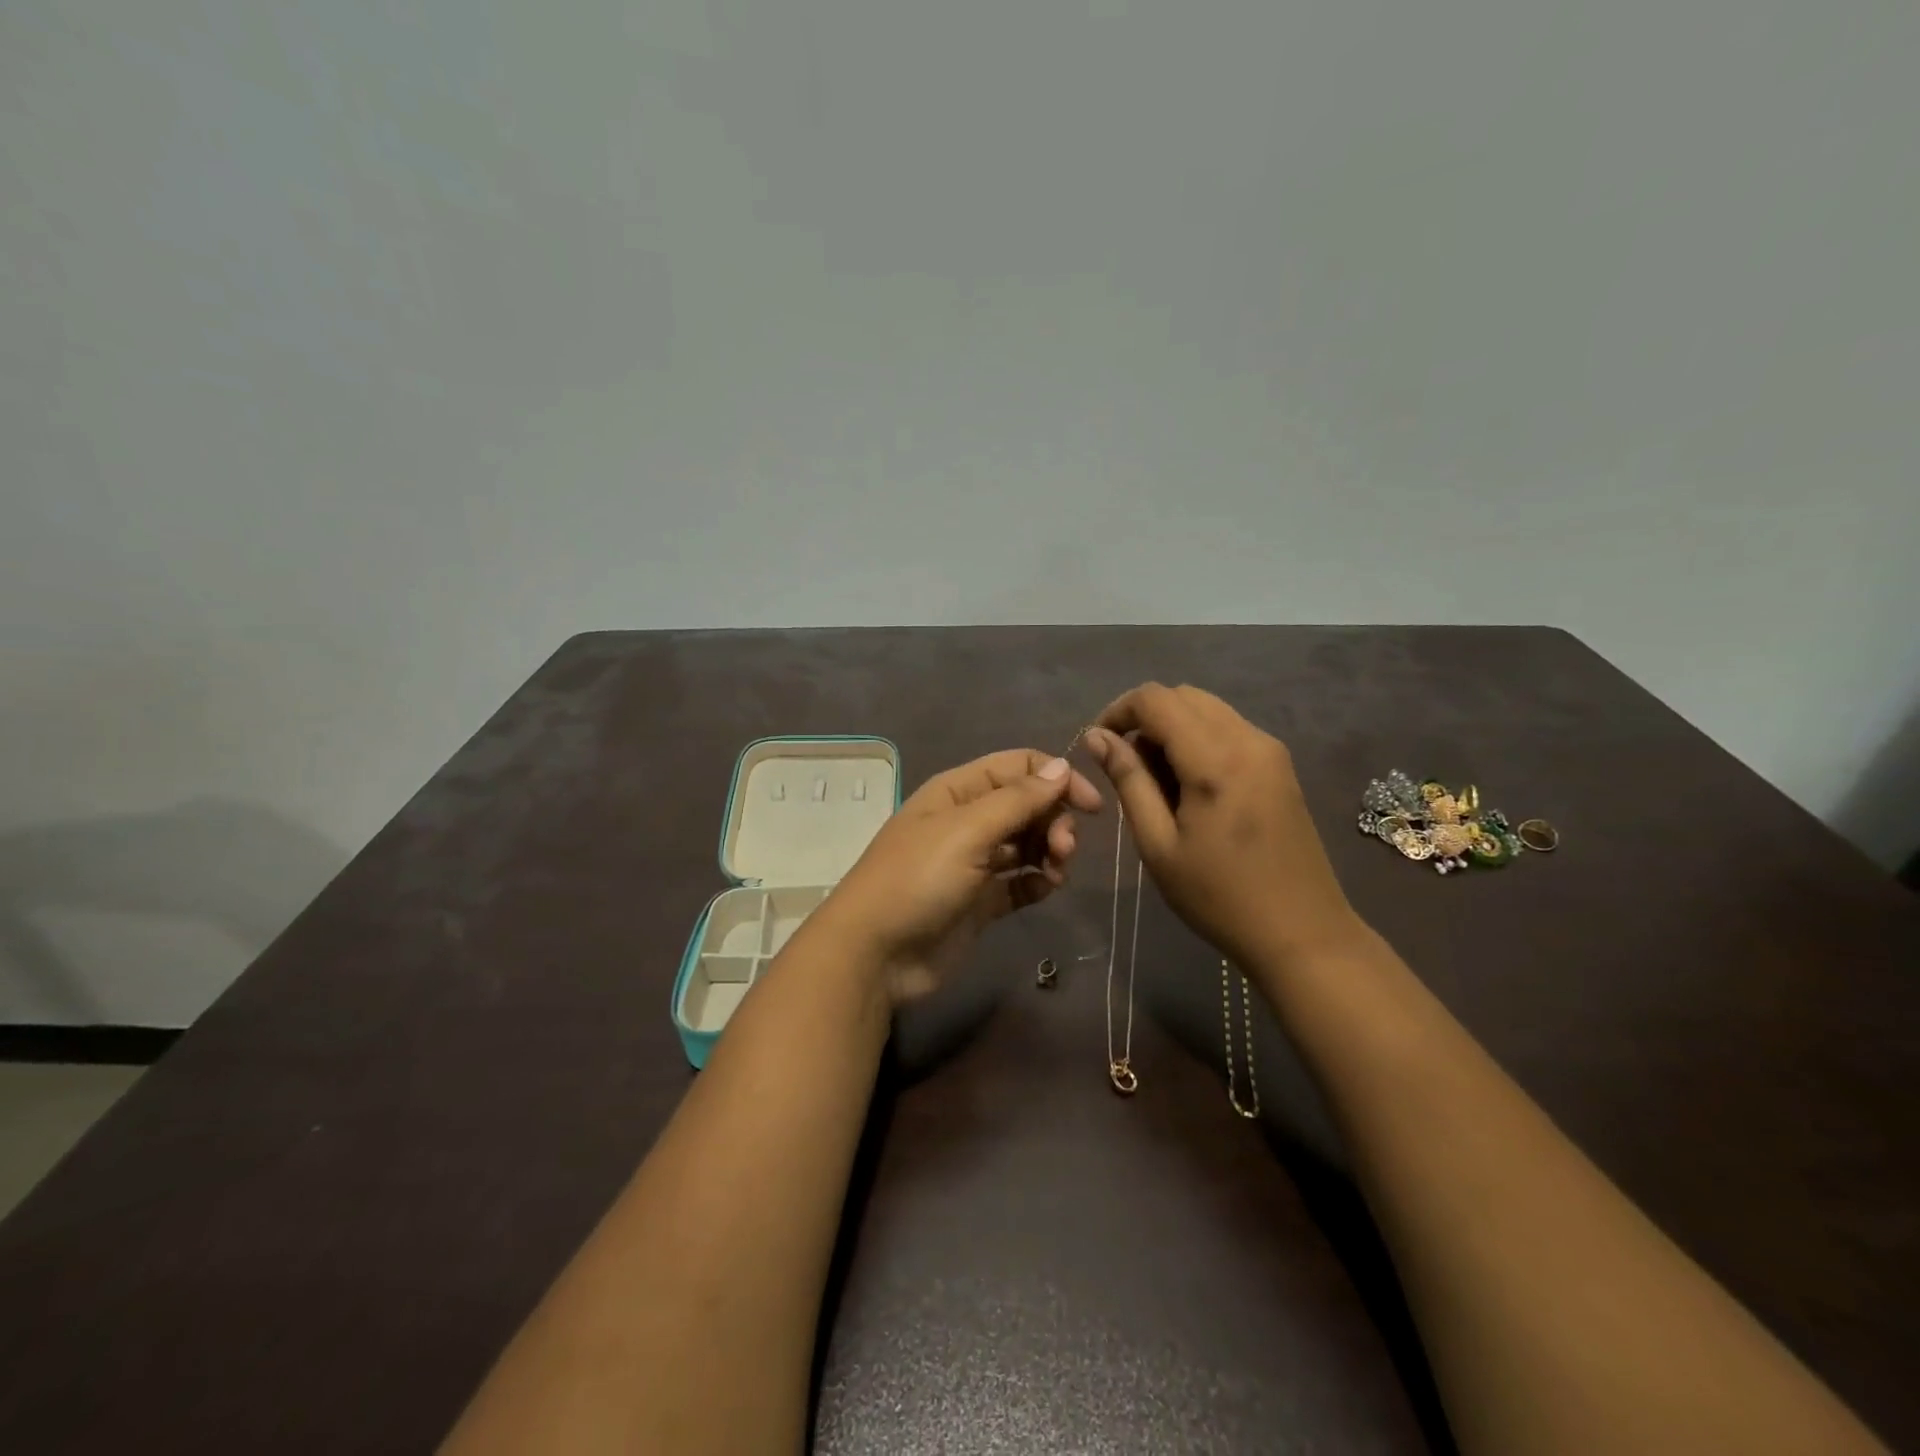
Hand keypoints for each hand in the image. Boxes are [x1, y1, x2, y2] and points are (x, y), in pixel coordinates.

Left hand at [820, 749, 1103, 1004]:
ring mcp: (974, 862)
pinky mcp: (981, 901)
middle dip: (1054, 821)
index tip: (1091, 805)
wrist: (875, 954)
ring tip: (1056, 873)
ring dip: (1050, 851)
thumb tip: (1062, 766)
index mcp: (959, 791)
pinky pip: (1021, 882)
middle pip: (1028, 805)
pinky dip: (1038, 882)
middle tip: (1063, 850)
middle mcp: (968, 821)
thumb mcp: (967, 831)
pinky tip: (1045, 889)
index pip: (1018, 767)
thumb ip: (1017, 799)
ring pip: (1027, 843)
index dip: (1057, 778)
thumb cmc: (917, 880)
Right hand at [1084, 683, 1361, 973]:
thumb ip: (1128, 781)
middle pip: (1183, 696)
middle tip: (1126, 767)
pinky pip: (1228, 729)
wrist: (1303, 933)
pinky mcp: (1280, 765)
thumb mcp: (1158, 844)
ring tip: (1156, 781)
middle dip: (1144, 719)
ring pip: (1207, 710)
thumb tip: (1097, 737)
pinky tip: (1190, 787)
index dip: (1117, 711)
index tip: (1098, 746)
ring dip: (1172, 728)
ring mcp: (1270, 750)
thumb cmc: (1219, 897)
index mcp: (1215, 759)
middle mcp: (1248, 739)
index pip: (1155, 699)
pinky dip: (1198, 740)